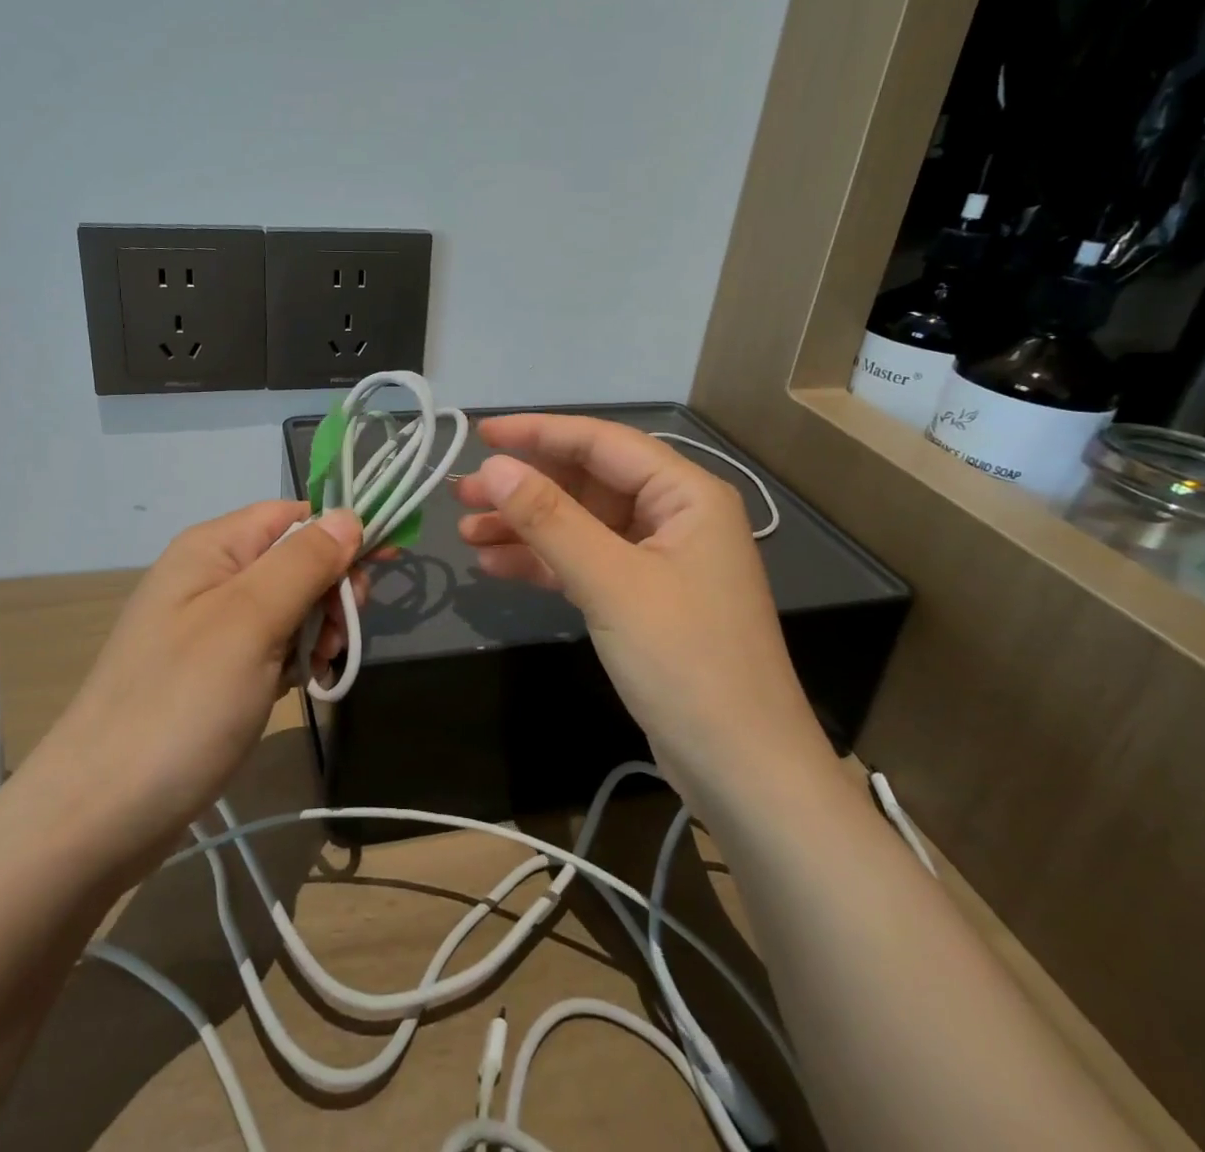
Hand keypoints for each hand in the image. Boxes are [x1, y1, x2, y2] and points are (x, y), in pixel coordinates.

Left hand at [23, 500, 362, 872]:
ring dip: (317, 630)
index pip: (293, 515)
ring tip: (319, 669)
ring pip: (289, 606)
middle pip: (294, 559)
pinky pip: (271, 645)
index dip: (340, 533)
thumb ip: (304, 562)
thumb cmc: (181, 704)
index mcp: (212, 548)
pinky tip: (302, 686)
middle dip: (329, 590)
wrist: (100, 814)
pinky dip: (295, 659)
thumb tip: (349, 516)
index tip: (382, 566)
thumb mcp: (250, 621)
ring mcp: (209, 627)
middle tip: (340, 635)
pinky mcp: (213, 672)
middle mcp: (209, 577)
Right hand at [453, 415, 831, 797]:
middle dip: (525, 487)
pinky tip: (495, 565)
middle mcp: (674, 516)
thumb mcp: (611, 583)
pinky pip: (584, 563)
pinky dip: (542, 562)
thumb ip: (550, 519)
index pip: (602, 443)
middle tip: (463, 494)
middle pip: (587, 483)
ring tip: (466, 532)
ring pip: (580, 525)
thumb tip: (494, 466)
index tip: (480, 433)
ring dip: (525, 526)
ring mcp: (657, 560)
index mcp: (686, 494)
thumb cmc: (686, 662)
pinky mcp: (641, 599)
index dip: (539, 434)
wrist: (741, 769)